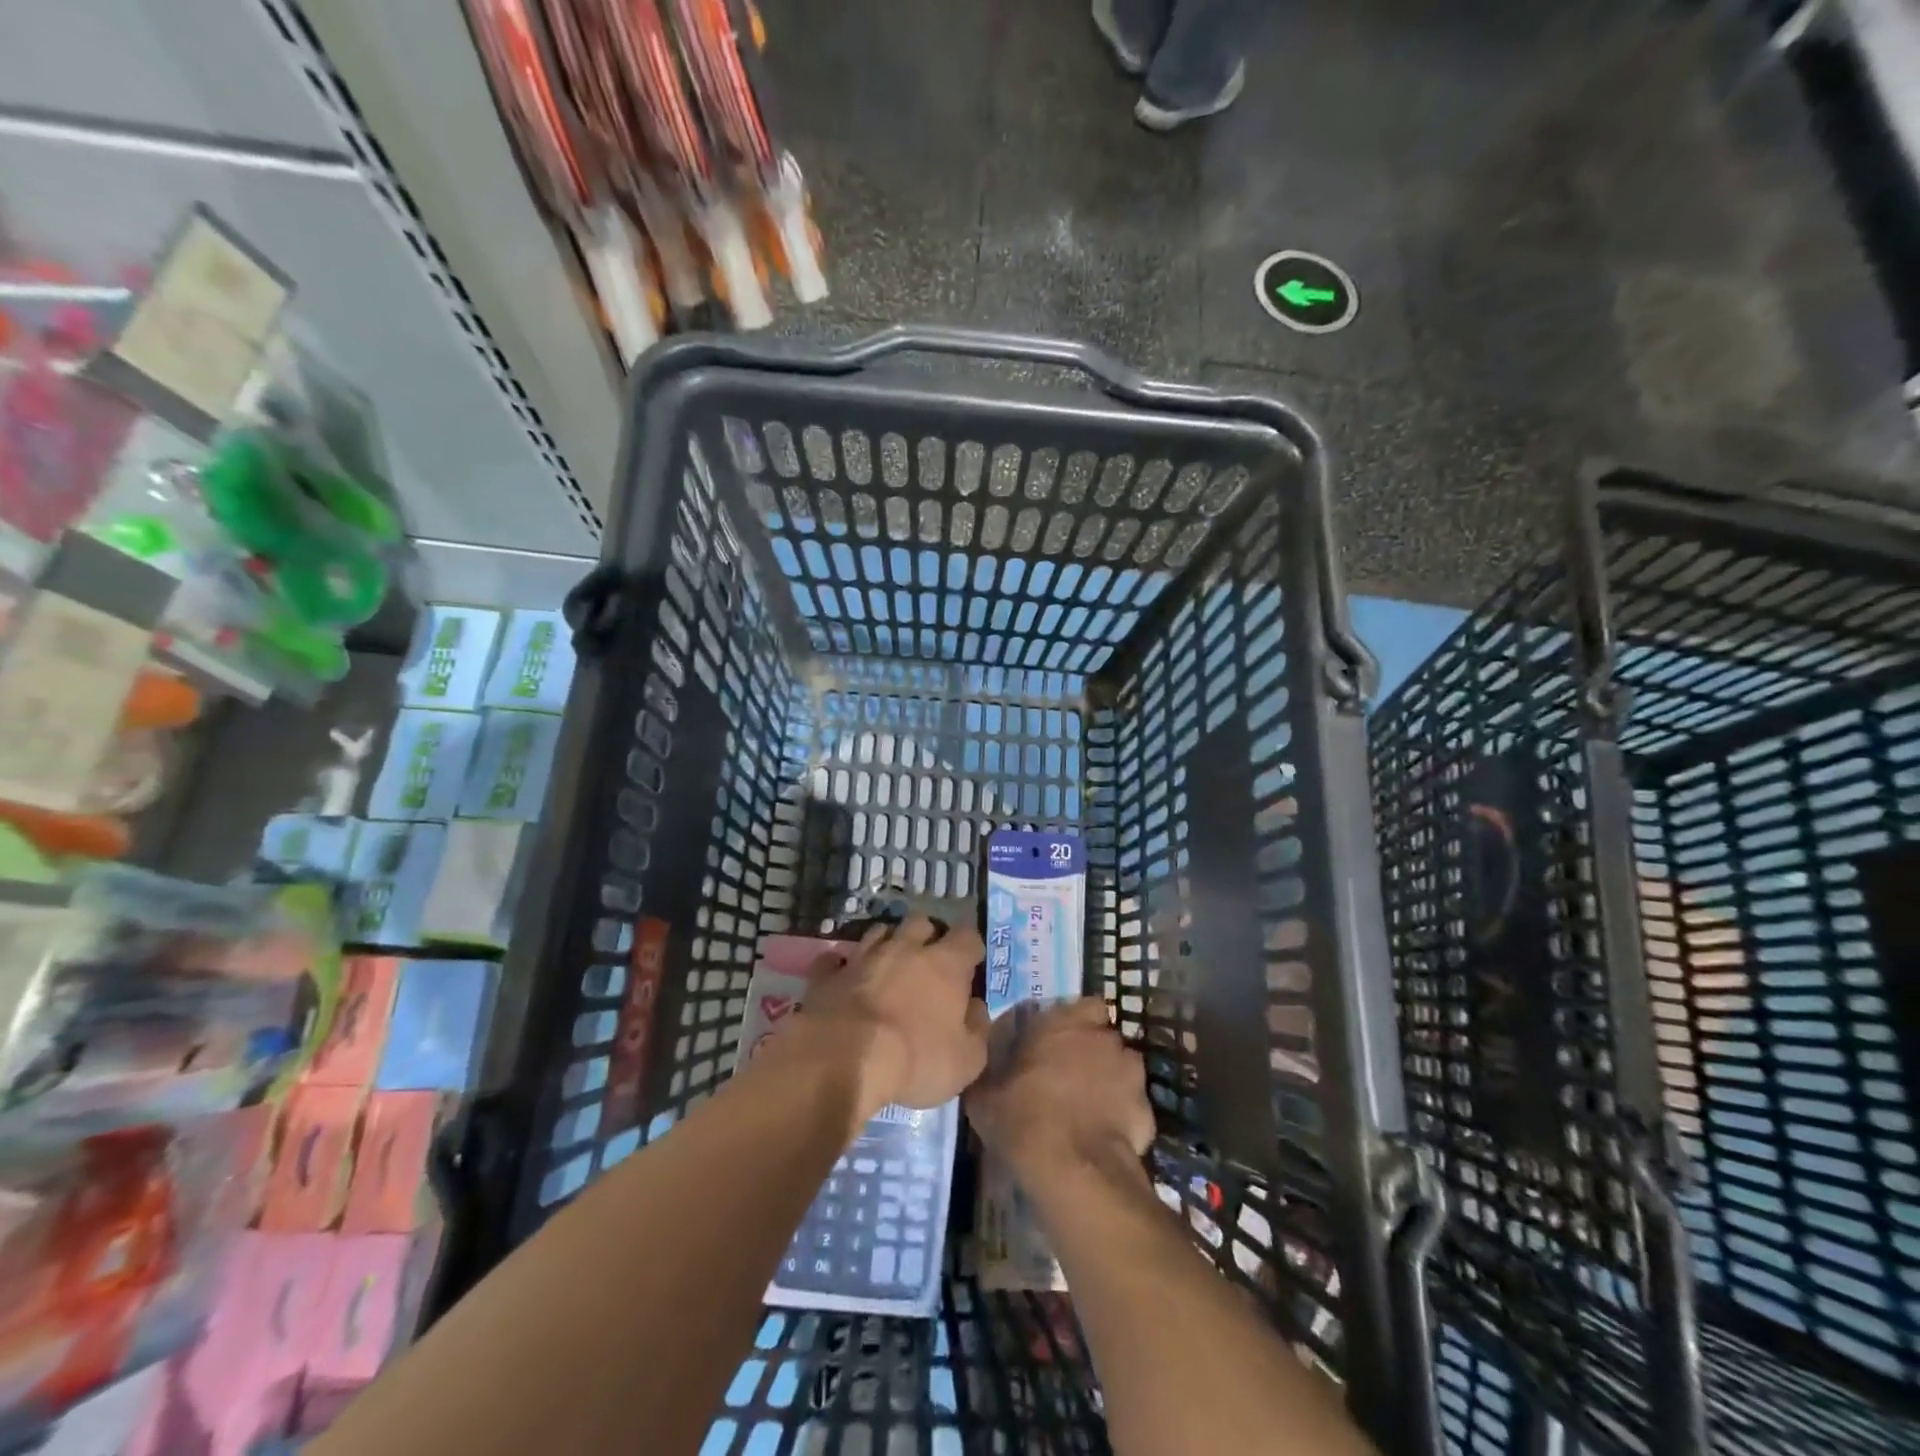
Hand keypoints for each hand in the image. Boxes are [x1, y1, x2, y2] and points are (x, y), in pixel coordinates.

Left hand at [798, 918, 989, 1123]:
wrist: (843, 1060)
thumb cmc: (915, 1059)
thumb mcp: (966, 1060)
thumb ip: (978, 1029)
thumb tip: (976, 1008)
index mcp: (945, 964)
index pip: (968, 936)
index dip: (971, 948)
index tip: (971, 966)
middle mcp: (906, 948)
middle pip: (922, 922)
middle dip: (928, 935)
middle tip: (929, 961)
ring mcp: (863, 957)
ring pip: (879, 932)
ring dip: (887, 943)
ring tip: (888, 965)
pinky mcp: (828, 974)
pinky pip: (835, 959)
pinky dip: (841, 965)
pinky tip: (843, 977)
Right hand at [965, 998, 1153, 1179]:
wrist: (1073, 1170)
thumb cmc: (1023, 1119)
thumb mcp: (984, 1096)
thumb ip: (989, 1071)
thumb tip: (982, 1063)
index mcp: (1064, 1023)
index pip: (1086, 1006)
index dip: (1077, 1022)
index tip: (1060, 1042)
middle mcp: (1102, 1038)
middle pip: (1104, 1037)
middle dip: (1094, 1051)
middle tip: (1072, 1076)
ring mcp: (1131, 1073)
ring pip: (1122, 1068)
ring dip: (1111, 1080)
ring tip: (1091, 1108)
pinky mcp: (1147, 1109)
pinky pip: (1133, 1105)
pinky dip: (1123, 1116)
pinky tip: (1105, 1136)